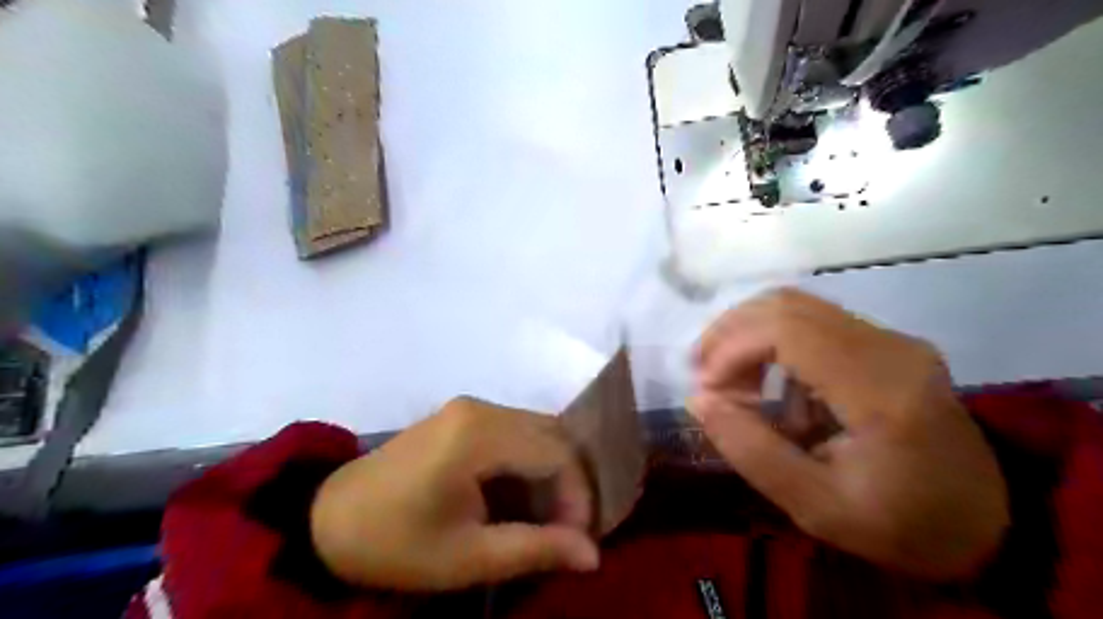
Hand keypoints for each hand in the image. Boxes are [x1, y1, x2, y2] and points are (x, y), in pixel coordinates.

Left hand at [310, 397, 598, 589]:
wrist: (327, 521)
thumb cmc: (396, 543)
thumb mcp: (468, 557)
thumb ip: (536, 549)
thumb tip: (593, 555)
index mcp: (479, 433)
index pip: (557, 453)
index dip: (578, 497)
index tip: (575, 541)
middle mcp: (481, 408)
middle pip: (552, 435)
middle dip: (568, 484)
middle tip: (564, 530)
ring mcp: (470, 407)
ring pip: (537, 431)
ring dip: (550, 473)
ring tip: (543, 518)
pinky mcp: (463, 416)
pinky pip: (515, 431)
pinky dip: (529, 463)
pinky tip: (517, 497)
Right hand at [691, 291, 1010, 580]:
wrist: (982, 523)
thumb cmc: (899, 524)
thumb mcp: (815, 506)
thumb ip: (751, 450)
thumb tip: (699, 398)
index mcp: (881, 391)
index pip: (788, 331)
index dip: (731, 348)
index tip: (706, 387)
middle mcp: (891, 347)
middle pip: (787, 306)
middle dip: (730, 333)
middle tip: (704, 375)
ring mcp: (892, 339)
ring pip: (797, 305)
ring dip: (749, 334)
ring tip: (730, 380)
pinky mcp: (886, 343)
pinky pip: (813, 321)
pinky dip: (773, 342)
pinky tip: (769, 383)